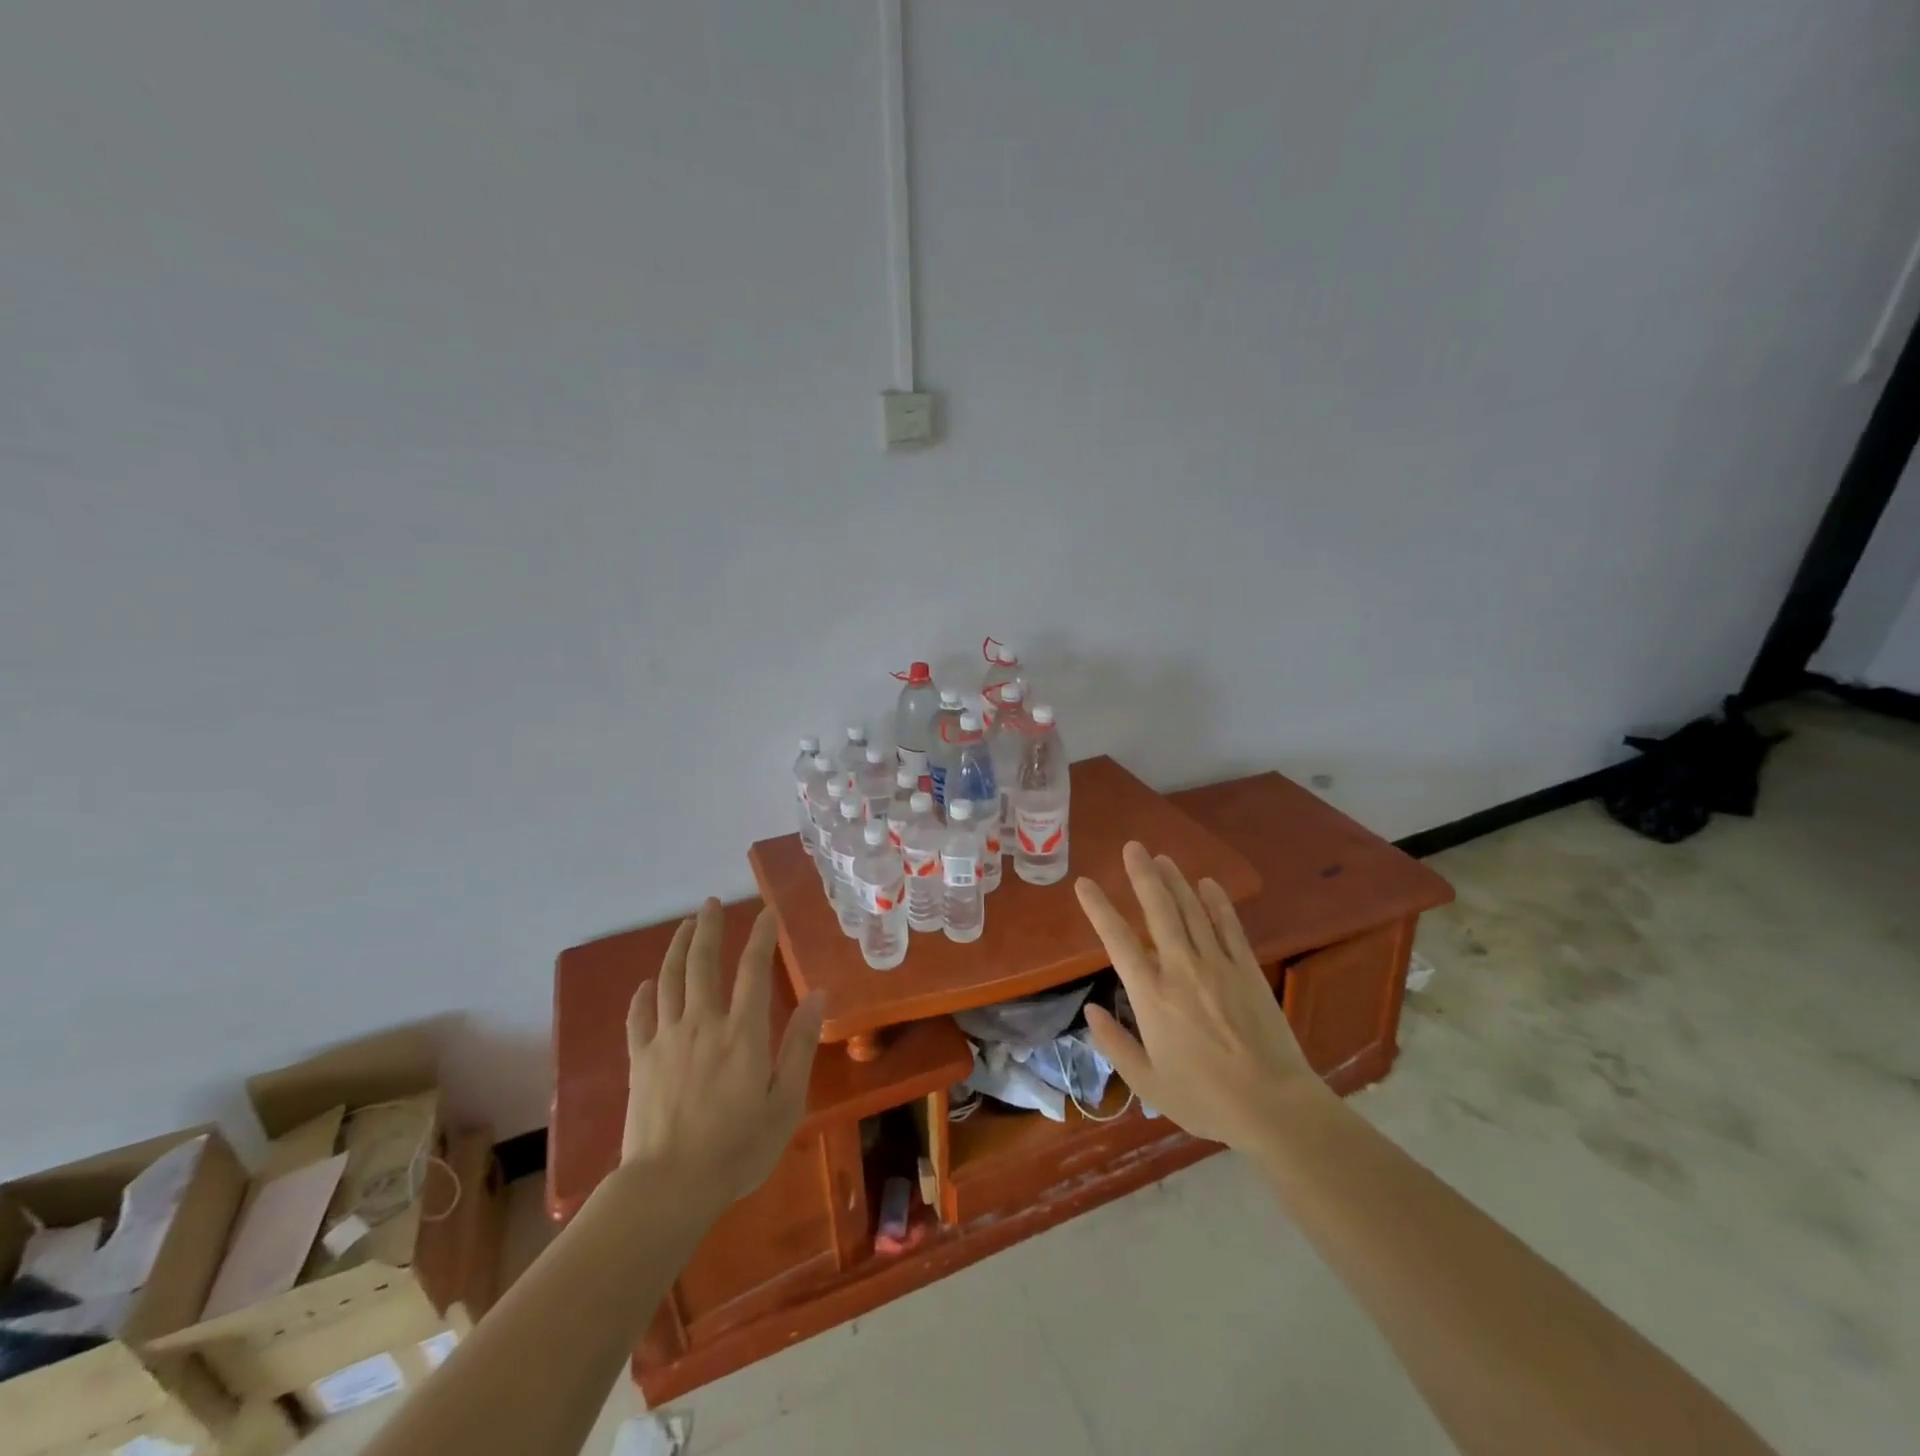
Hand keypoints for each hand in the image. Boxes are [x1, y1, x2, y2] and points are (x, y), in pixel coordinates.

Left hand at [623, 899, 824, 1213]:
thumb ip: (799, 1045)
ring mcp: (666, 1039)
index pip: (752, 968)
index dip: (760, 936)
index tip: (766, 912)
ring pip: (669, 980)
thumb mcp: (786, 1103)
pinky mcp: (641, 1061)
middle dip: (708, 928)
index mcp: (743, 1032)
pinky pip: (639, 1018)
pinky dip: (643, 996)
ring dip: (676, 948)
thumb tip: (818, 996)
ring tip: (684, 925)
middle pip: (702, 963)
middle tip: (711, 903)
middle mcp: (703, 1023)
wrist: (668, 1187)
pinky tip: (647, 984)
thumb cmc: (737, 1149)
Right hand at [1076, 843, 1323, 1149]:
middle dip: (1143, 875)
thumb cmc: (1204, 1098)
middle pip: (1159, 911)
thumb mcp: (1147, 1082)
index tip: (1085, 884)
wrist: (1273, 1107)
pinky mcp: (1248, 970)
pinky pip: (1230, 927)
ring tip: (1162, 857)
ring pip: (1192, 911)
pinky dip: (1217, 902)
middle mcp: (1181, 969)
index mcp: (1151, 996)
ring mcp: (1218, 965)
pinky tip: (1208, 884)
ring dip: (1175, 881)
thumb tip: (1089, 1010)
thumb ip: (1114, 1044)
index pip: (1118, 940)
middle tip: (1133, 847)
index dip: (1099, 908)